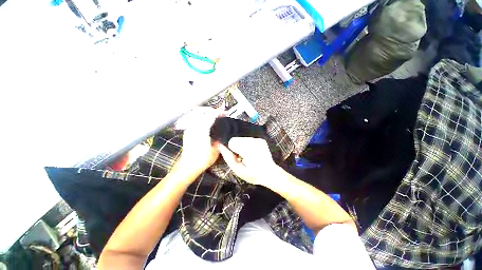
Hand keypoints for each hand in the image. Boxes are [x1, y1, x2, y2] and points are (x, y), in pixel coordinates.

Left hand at [175, 107, 223, 174]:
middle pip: (201, 111)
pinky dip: (201, 117)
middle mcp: (193, 127)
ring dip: (205, 112)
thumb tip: (222, 133)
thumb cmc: (202, 160)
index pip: (210, 116)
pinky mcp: (187, 132)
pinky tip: (206, 121)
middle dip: (211, 110)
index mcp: (201, 131)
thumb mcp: (215, 150)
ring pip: (196, 114)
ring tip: (213, 115)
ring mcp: (189, 129)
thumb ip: (219, 140)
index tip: (224, 112)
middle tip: (219, 112)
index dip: (218, 112)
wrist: (188, 166)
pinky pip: (194, 119)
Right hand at [218, 137, 277, 185]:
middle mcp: (254, 142)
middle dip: (237, 147)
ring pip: (242, 139)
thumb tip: (220, 146)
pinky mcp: (261, 140)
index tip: (236, 156)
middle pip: (237, 139)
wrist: (270, 173)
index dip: (232, 149)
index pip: (232, 141)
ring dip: (242, 146)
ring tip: (247, 155)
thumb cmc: (253, 175)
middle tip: (241, 157)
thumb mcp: (238, 170)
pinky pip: (249, 139)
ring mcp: (258, 140)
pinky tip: (252, 153)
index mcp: (247, 150)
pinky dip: (248, 145)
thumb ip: (228, 157)